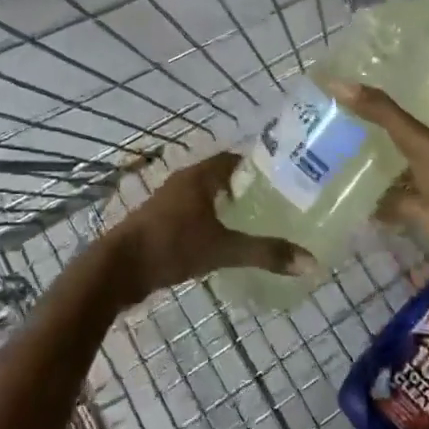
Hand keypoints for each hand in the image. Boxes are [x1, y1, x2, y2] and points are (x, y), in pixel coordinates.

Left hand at [105, 153, 314, 304]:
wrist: (117, 269)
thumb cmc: (171, 246)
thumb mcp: (222, 250)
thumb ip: (264, 253)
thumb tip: (310, 262)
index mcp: (199, 176)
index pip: (235, 159)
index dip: (259, 167)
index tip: (284, 179)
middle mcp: (184, 182)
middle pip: (222, 177)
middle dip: (246, 189)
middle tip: (277, 204)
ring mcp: (169, 203)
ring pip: (206, 197)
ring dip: (227, 207)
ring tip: (257, 223)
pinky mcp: (161, 223)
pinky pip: (194, 214)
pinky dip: (212, 222)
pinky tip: (226, 241)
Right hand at [332, 85, 428, 273]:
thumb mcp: (419, 140)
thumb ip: (381, 112)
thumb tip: (338, 82)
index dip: (421, 93)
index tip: (386, 85)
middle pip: (428, 134)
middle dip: (399, 129)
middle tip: (359, 115)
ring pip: (416, 166)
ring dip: (392, 163)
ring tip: (352, 148)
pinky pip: (406, 199)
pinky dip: (386, 198)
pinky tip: (358, 192)